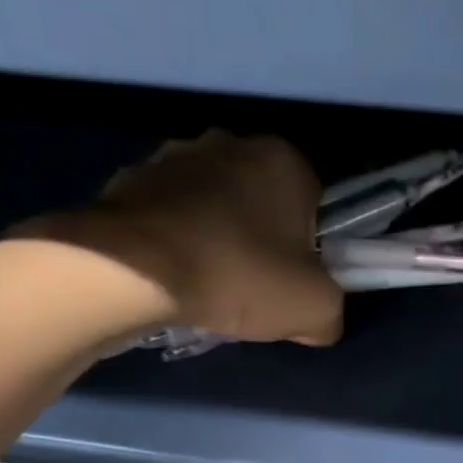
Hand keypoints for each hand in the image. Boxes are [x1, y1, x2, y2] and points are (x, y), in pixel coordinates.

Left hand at [14, 131, 345, 344]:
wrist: (133, 269)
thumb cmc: (238, 276)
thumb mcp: (313, 309)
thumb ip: (332, 312)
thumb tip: (319, 319)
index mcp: (283, 160)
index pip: (316, 205)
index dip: (311, 250)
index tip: (295, 284)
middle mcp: (230, 142)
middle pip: (264, 203)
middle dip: (263, 242)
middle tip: (254, 290)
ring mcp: (174, 156)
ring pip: (215, 207)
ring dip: (218, 239)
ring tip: (209, 287)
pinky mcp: (131, 178)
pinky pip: (171, 215)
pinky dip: (177, 242)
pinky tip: (174, 277)